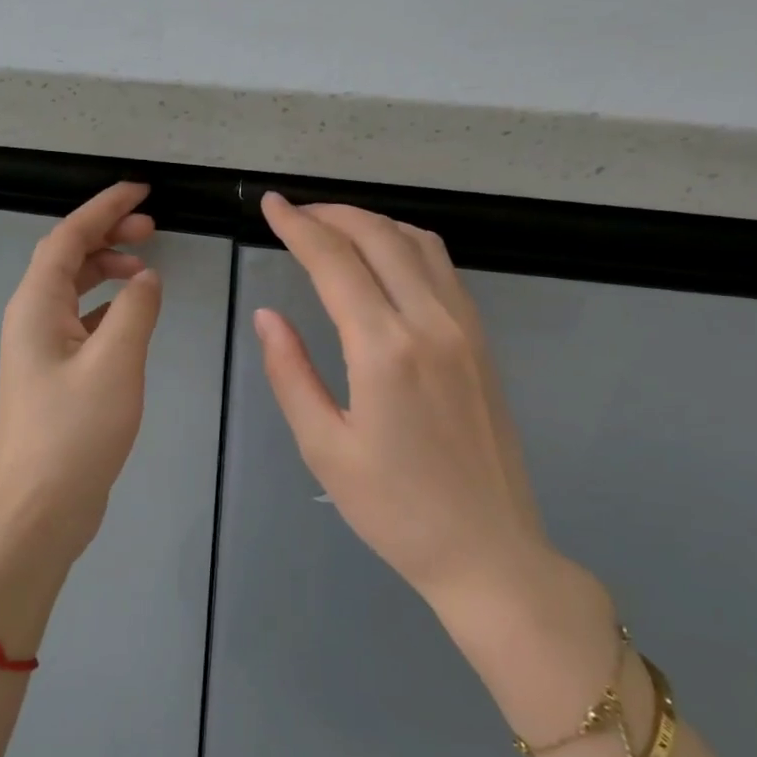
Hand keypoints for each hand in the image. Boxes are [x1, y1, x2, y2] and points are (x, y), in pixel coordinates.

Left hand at [0, 182, 163, 566]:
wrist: (39, 508)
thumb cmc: (74, 432)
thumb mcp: (115, 362)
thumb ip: (136, 310)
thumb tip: (145, 279)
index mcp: (36, 306)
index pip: (68, 237)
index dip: (103, 208)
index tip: (141, 191)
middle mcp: (31, 319)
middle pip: (67, 259)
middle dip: (108, 235)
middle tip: (153, 228)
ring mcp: (40, 350)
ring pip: (74, 291)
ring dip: (108, 271)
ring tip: (148, 269)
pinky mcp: (54, 377)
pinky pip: (81, 323)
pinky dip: (108, 308)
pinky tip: (134, 317)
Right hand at [254, 194, 549, 605]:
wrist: (488, 550)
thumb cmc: (394, 510)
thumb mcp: (324, 447)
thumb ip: (291, 373)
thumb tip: (268, 316)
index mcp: (384, 350)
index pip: (334, 262)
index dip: (297, 226)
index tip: (270, 205)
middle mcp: (430, 323)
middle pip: (379, 237)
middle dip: (332, 214)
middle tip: (294, 213)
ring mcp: (465, 329)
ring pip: (418, 244)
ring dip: (372, 224)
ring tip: (333, 228)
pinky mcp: (482, 342)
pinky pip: (443, 270)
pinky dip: (406, 246)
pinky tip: (384, 260)